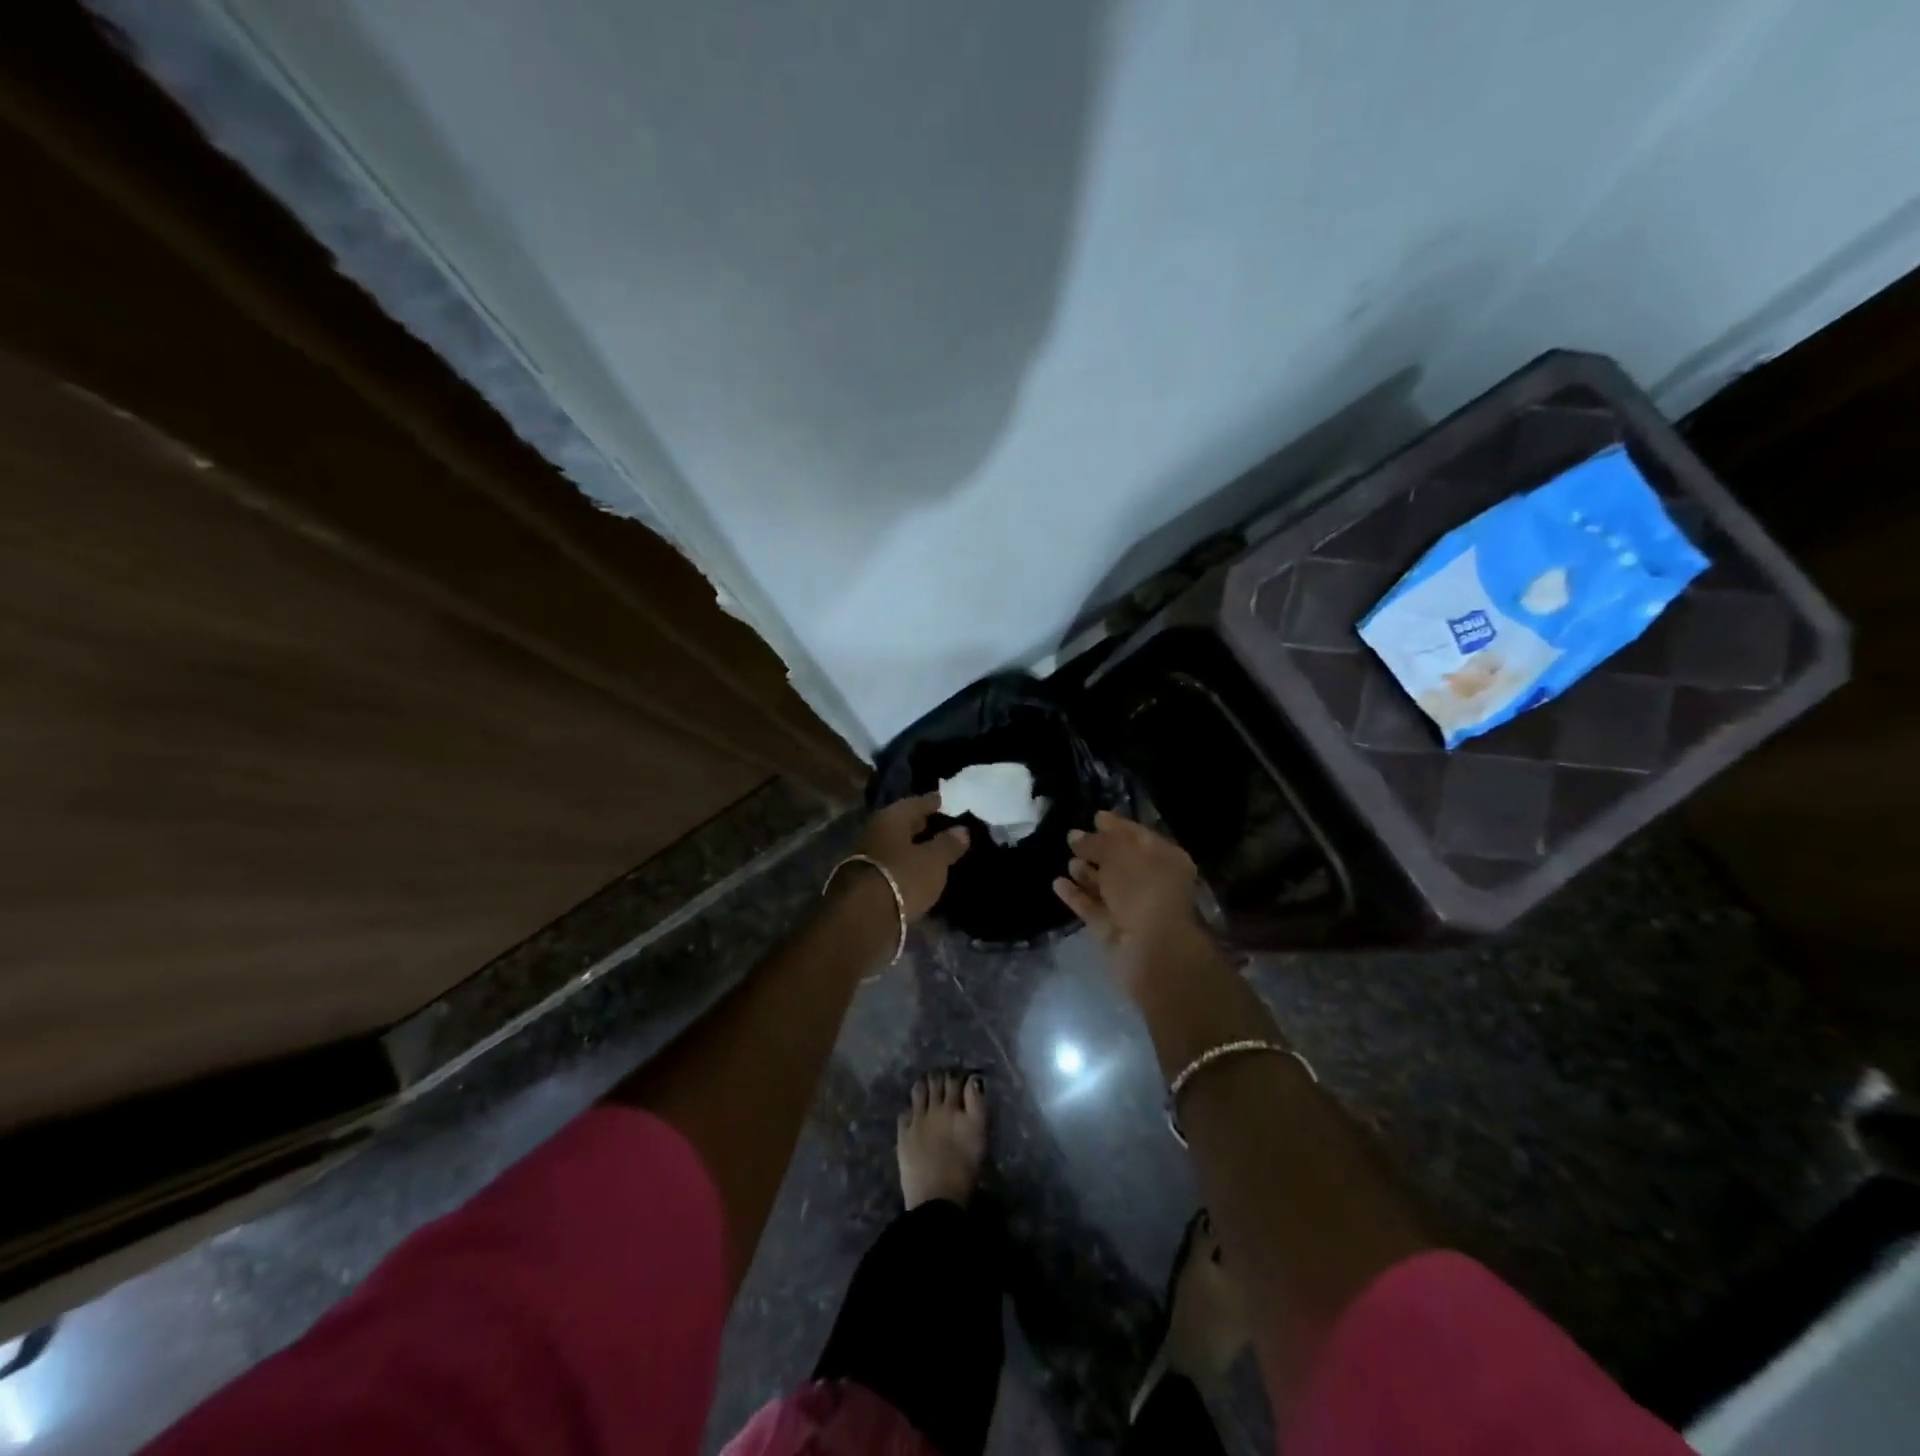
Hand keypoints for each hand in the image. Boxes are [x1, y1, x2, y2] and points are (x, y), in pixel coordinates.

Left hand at [859, 794, 970, 920]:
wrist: (863, 918)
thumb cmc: (903, 877)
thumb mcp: (934, 860)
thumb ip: (949, 844)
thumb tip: (962, 830)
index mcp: (891, 818)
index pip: (917, 803)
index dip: (935, 802)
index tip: (949, 801)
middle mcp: (876, 831)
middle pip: (904, 824)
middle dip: (924, 824)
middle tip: (946, 825)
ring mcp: (869, 856)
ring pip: (898, 845)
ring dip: (915, 847)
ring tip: (937, 850)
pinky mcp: (867, 881)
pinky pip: (894, 864)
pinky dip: (908, 865)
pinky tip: (921, 871)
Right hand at [1053, 811, 1204, 986]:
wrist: (1150, 948)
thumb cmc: (1142, 887)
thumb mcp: (1118, 852)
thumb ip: (1095, 842)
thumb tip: (1075, 836)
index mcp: (1165, 858)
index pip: (1138, 836)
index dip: (1116, 826)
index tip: (1094, 816)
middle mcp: (1151, 882)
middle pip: (1121, 862)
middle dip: (1098, 850)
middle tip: (1072, 838)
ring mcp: (1131, 908)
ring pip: (1105, 886)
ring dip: (1086, 873)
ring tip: (1067, 859)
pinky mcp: (1112, 929)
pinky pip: (1091, 907)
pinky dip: (1076, 895)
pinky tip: (1057, 883)